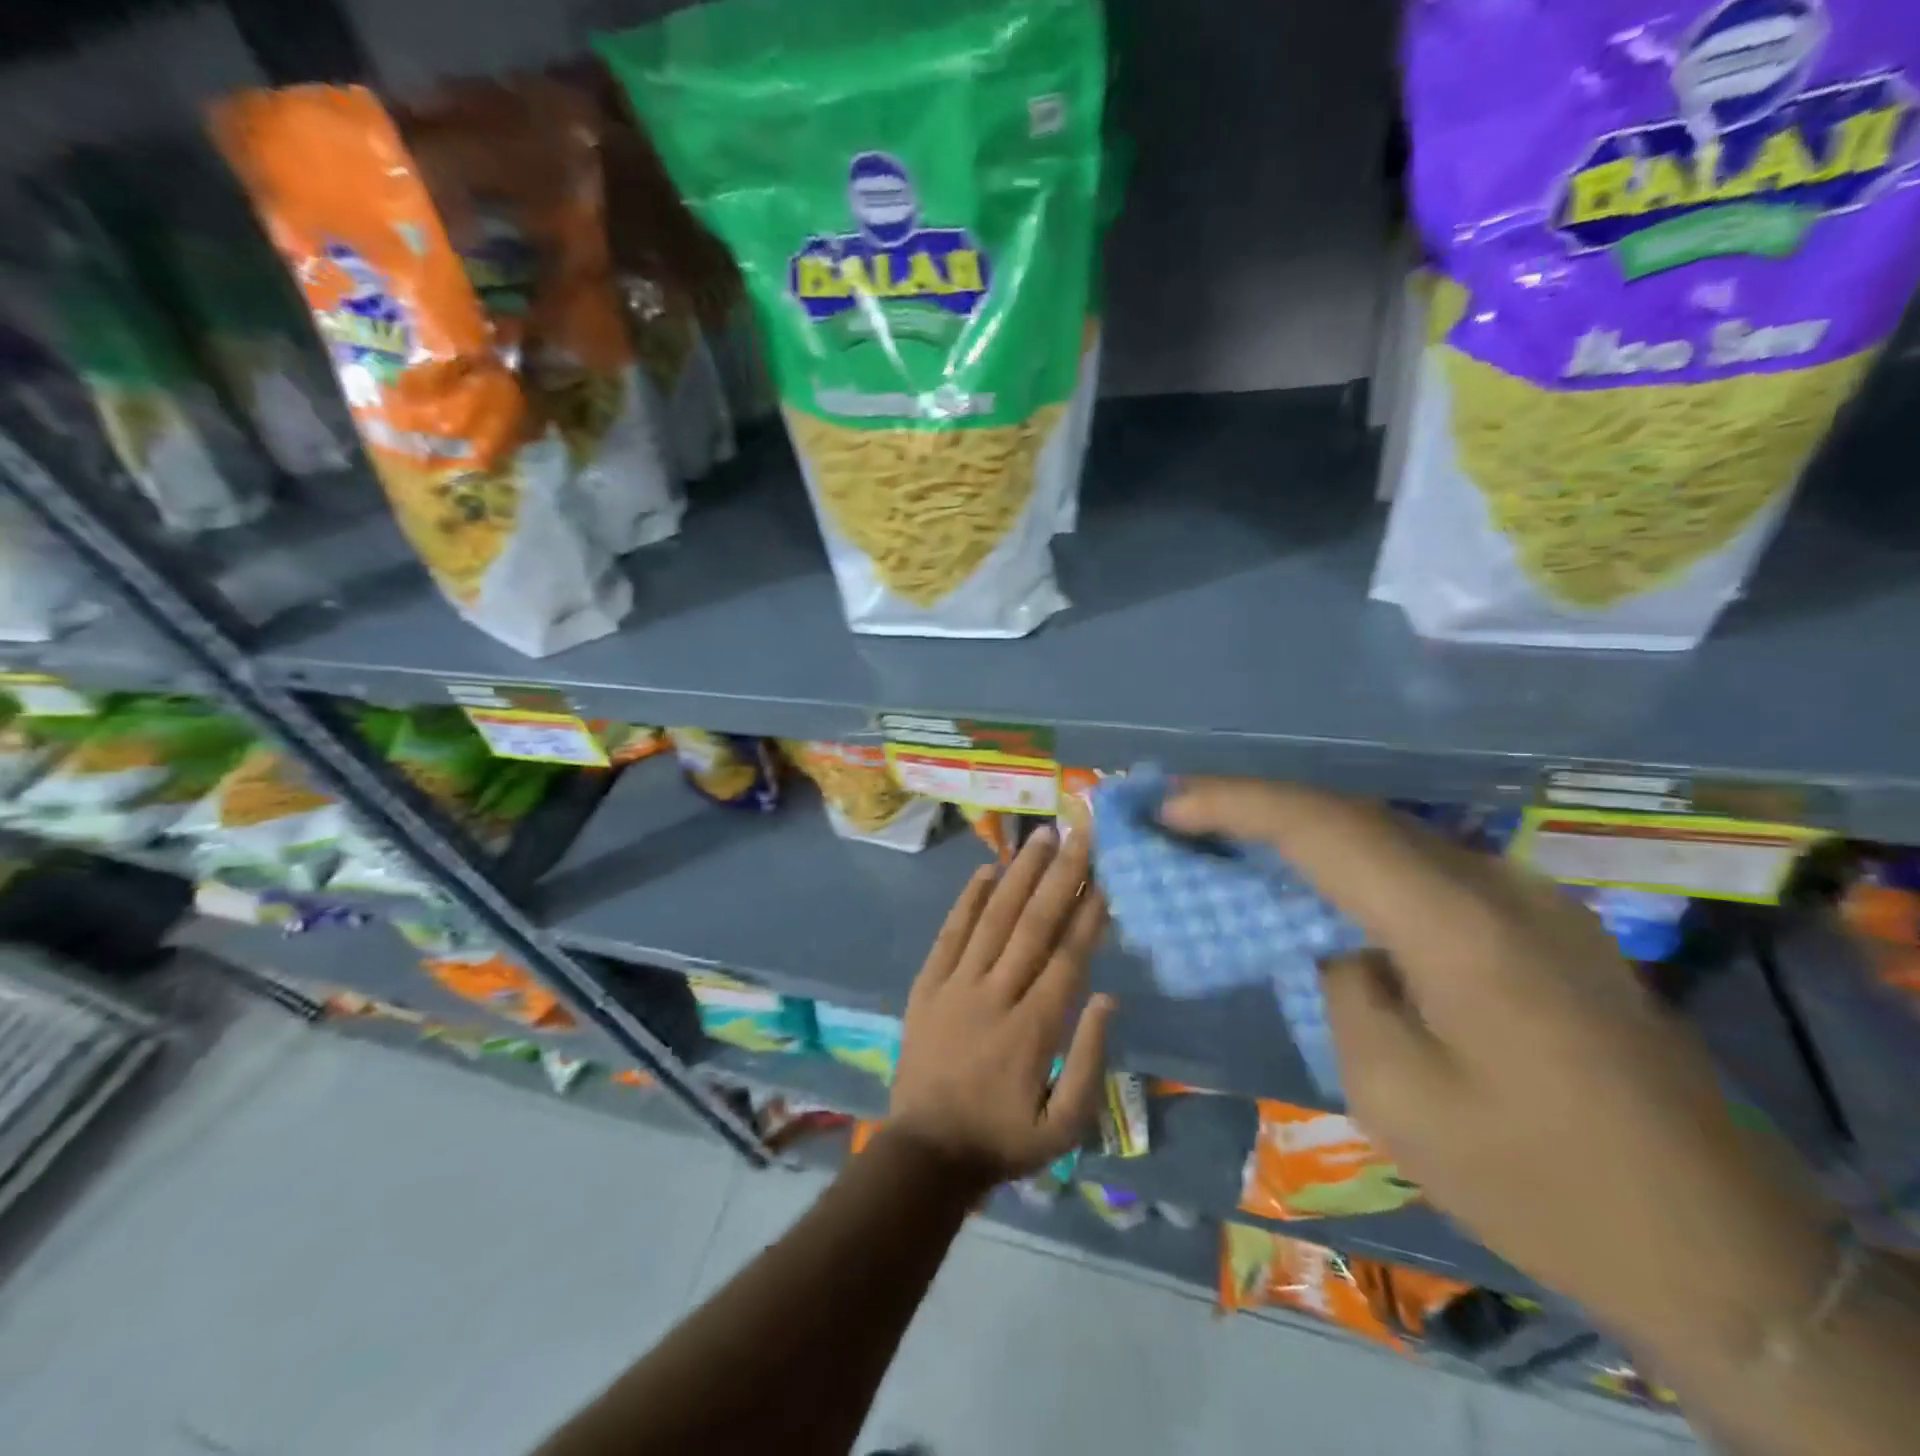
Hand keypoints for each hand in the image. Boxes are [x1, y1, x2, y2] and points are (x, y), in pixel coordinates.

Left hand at [887, 823, 1114, 1185]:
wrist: (925, 1154)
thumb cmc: (1003, 1140)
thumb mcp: (1064, 1126)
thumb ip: (1089, 1060)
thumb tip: (1107, 998)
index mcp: (1032, 1029)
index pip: (1067, 957)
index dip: (1088, 913)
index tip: (1105, 875)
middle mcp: (995, 995)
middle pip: (1033, 925)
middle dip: (1060, 876)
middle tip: (1078, 833)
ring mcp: (956, 986)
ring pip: (993, 919)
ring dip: (1018, 874)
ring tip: (1040, 837)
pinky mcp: (927, 986)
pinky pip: (949, 934)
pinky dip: (968, 901)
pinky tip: (986, 870)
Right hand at [1163, 778, 1834, 1350]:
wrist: (1724, 1253)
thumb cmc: (1535, 1183)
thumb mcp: (1395, 1093)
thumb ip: (1342, 985)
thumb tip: (1323, 932)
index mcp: (1458, 926)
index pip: (1323, 828)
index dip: (1235, 804)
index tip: (1166, 805)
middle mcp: (1496, 885)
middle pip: (1352, 814)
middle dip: (1256, 805)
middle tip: (1179, 812)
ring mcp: (1528, 897)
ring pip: (1387, 833)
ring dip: (1301, 829)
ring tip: (1226, 836)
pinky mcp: (1540, 921)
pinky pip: (1422, 867)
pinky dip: (1350, 861)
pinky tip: (1313, 882)